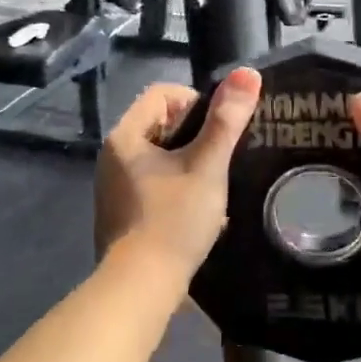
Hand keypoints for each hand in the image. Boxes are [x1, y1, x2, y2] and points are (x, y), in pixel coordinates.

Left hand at [94, 67, 262, 285]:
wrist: (140, 289)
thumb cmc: (174, 219)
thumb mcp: (208, 166)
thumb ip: (227, 120)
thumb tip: (248, 72)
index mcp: (126, 136)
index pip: (163, 93)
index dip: (196, 102)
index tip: (219, 130)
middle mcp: (112, 156)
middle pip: (161, 124)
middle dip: (195, 136)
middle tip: (221, 159)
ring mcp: (112, 187)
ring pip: (159, 156)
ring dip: (189, 164)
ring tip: (213, 187)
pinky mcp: (120, 213)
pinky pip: (152, 184)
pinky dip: (176, 187)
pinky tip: (196, 212)